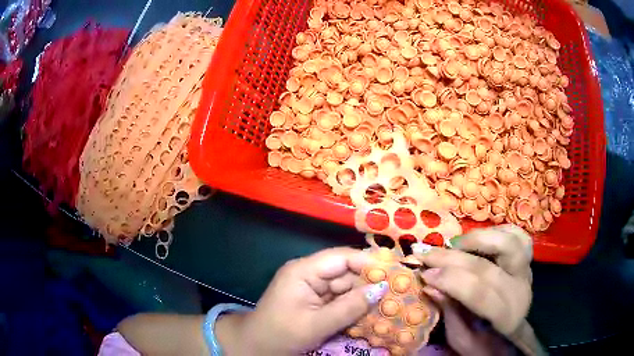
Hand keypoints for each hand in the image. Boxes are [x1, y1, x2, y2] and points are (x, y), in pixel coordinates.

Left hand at [231, 247, 388, 354]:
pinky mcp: (313, 300)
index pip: (341, 257)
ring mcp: (311, 287)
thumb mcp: (317, 324)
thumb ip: (350, 307)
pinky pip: (338, 298)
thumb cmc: (281, 334)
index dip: (367, 263)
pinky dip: (352, 306)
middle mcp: (308, 273)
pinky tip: (369, 314)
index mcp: (303, 271)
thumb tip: (381, 288)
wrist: (255, 347)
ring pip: (345, 287)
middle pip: (346, 272)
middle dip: (369, 283)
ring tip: (387, 305)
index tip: (393, 273)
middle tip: (395, 294)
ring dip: (363, 297)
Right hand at [415, 224, 542, 355]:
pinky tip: (478, 238)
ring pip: (508, 241)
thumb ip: (449, 311)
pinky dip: (496, 230)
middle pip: (487, 266)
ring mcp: (526, 269)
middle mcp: (520, 288)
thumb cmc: (484, 341)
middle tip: (425, 253)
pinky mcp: (527, 258)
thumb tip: (429, 285)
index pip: (479, 292)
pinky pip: (517, 235)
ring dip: (477, 238)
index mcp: (505, 316)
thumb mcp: (461, 338)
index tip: (424, 274)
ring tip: (455, 244)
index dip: (450, 280)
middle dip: (452, 258)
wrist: (512, 334)